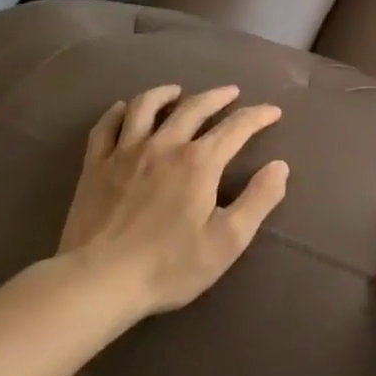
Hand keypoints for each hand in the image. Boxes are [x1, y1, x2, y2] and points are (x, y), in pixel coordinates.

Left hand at [56, 84, 287, 325]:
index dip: (258, 116)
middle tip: (232, 93)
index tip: (272, 112)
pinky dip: (118, 113)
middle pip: (194, 107)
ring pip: (147, 107)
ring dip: (166, 94)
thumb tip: (280, 166)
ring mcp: (125, 153)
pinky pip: (106, 128)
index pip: (236, 127)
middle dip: (218, 96)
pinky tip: (124, 110)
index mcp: (199, 162)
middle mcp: (165, 145)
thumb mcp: (228, 241)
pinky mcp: (95, 167)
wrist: (97, 284)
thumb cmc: (169, 266)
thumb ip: (258, 200)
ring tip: (178, 91)